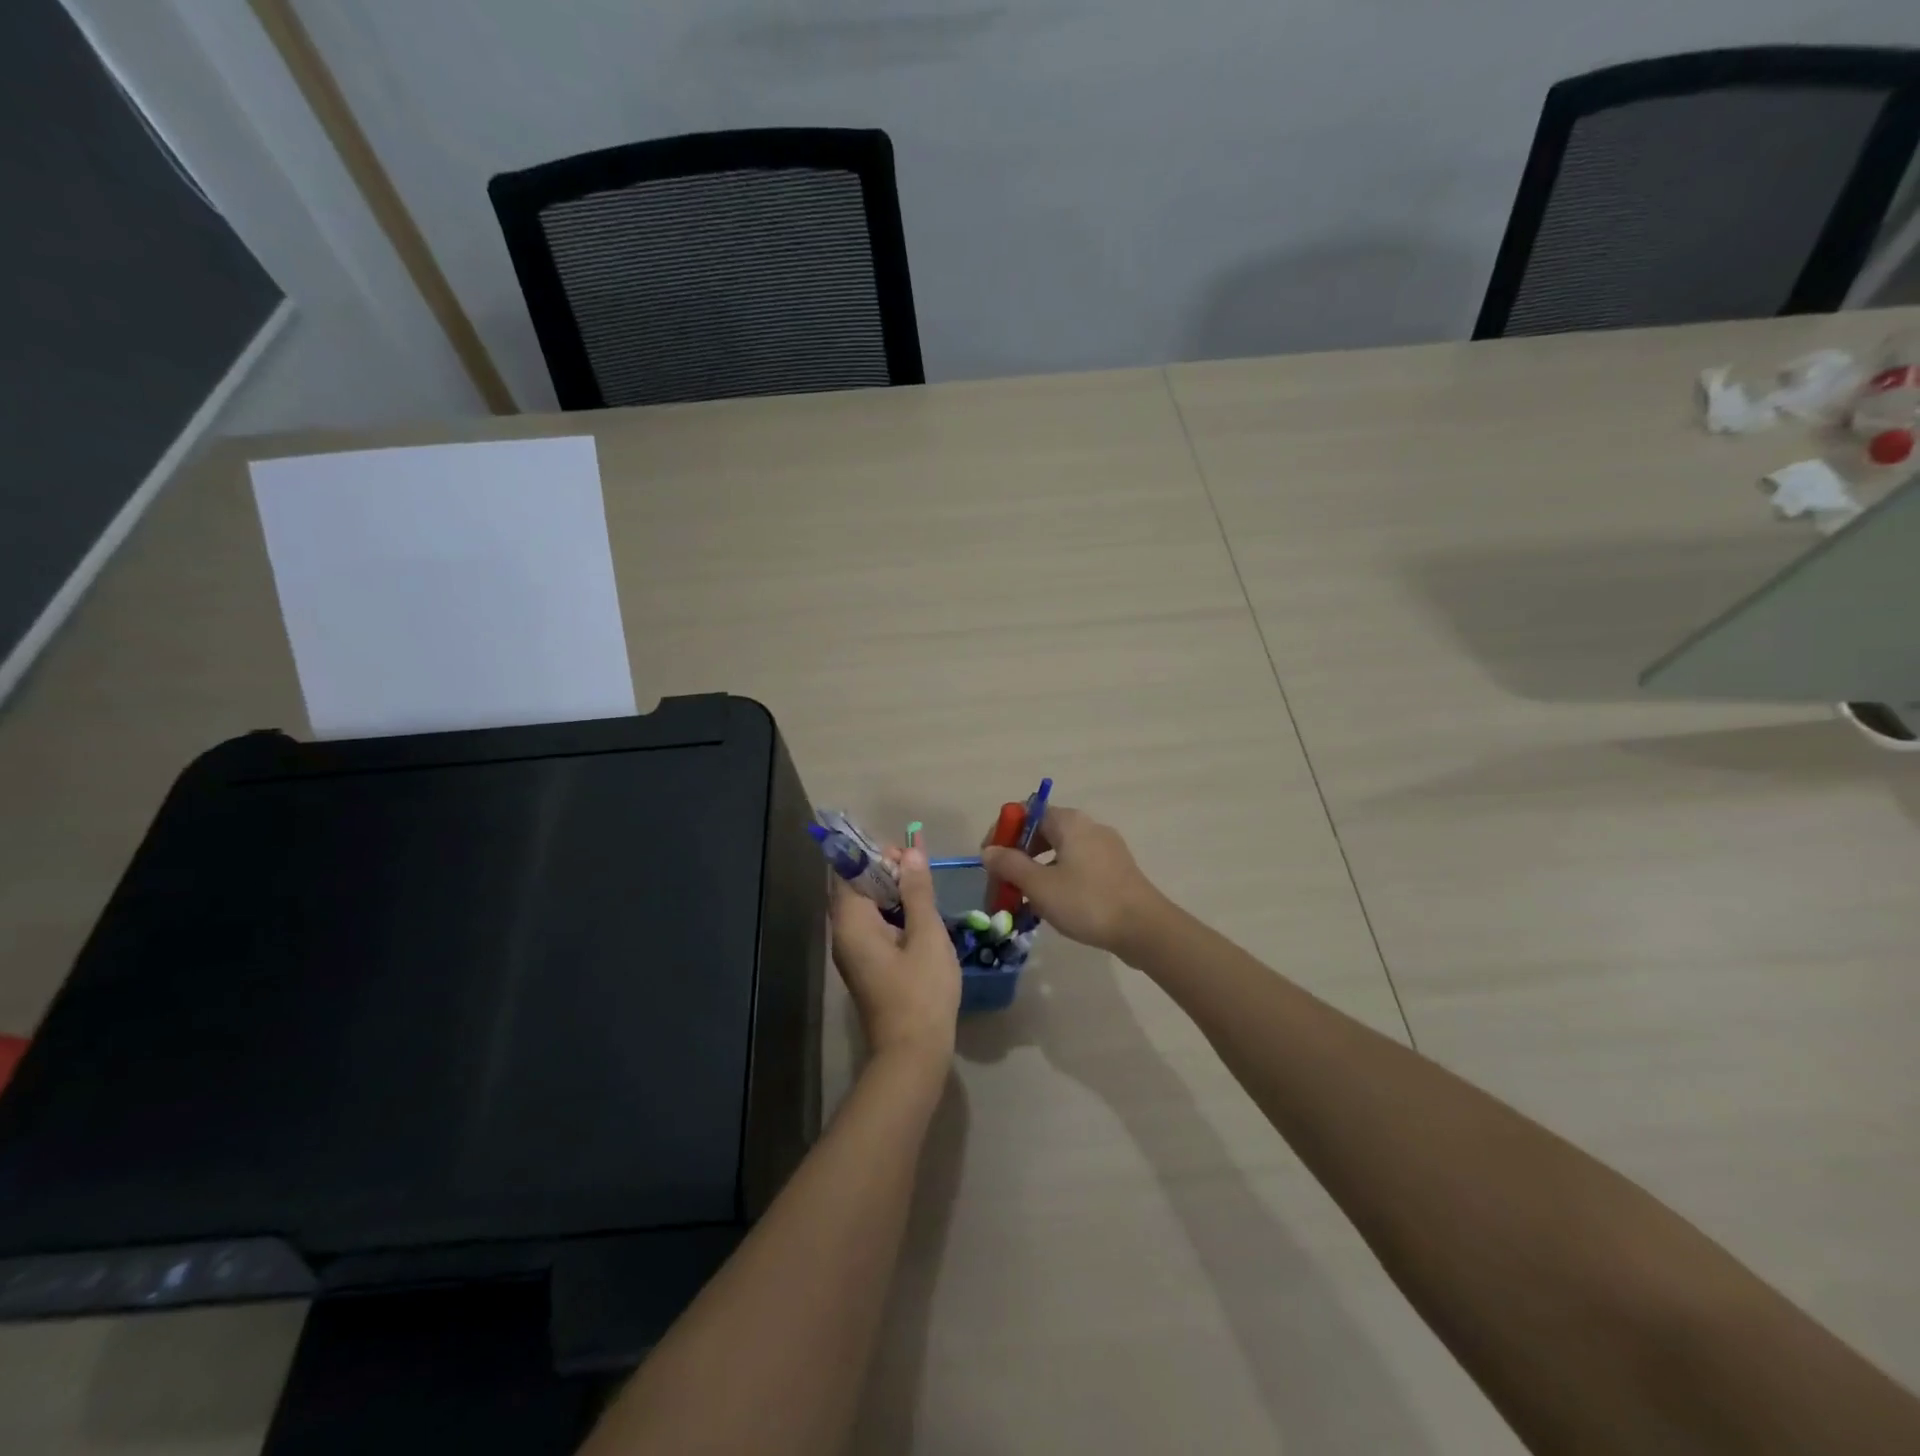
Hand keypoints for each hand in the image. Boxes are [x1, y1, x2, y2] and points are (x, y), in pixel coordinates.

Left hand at [830, 847, 961, 1061]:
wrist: (913, 1055)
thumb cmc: (921, 992)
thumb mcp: (926, 935)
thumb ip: (917, 891)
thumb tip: (911, 853)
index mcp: (851, 923)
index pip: (847, 871)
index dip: (873, 854)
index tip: (904, 852)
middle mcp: (843, 934)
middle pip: (855, 887)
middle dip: (885, 871)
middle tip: (919, 868)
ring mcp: (853, 953)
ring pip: (866, 908)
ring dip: (891, 892)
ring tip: (923, 886)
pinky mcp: (867, 966)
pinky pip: (873, 927)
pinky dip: (892, 913)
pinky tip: (920, 915)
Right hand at [980, 805, 1167, 957]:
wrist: (1144, 929)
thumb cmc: (1087, 902)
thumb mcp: (1040, 885)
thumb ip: (1010, 865)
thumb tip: (989, 851)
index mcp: (1070, 822)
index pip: (1026, 813)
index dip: (1004, 832)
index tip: (990, 859)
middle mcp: (1089, 827)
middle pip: (1043, 832)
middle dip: (1018, 855)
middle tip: (1004, 883)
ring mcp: (1106, 848)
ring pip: (1060, 852)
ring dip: (1037, 871)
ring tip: (1024, 899)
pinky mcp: (1116, 870)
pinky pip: (1078, 866)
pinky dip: (1059, 879)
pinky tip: (1053, 906)